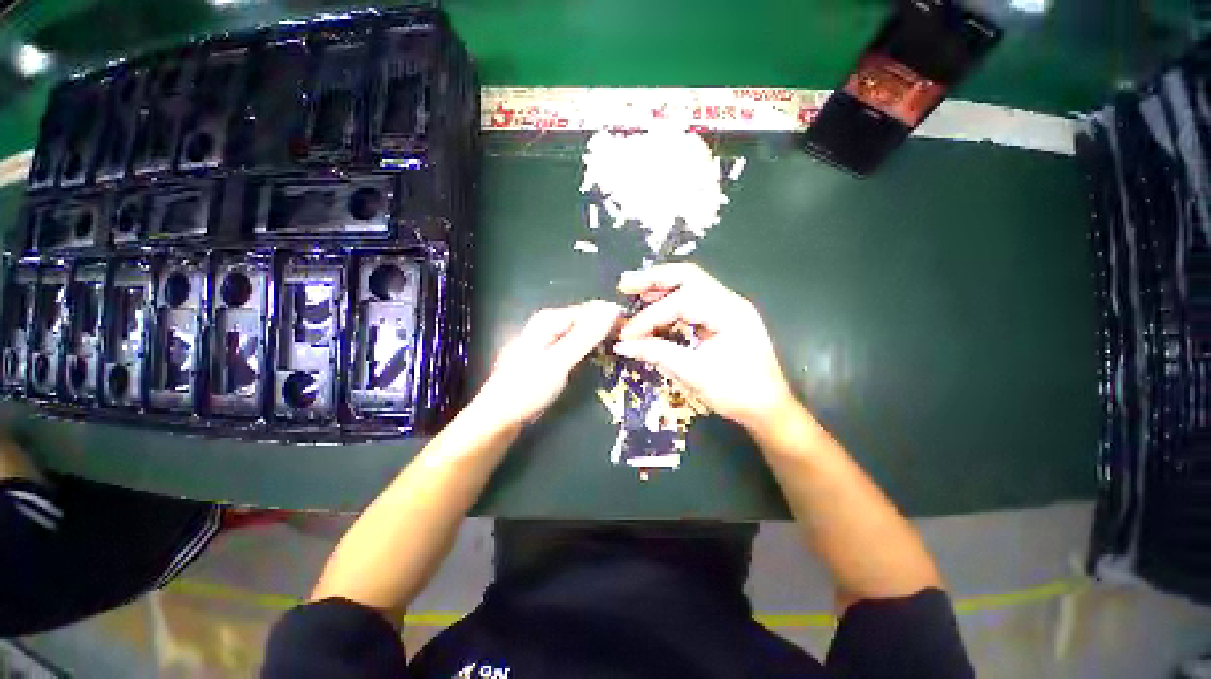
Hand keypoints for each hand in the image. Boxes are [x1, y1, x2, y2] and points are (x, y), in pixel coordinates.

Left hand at [475, 300, 623, 426]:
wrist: (499, 416)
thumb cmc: (527, 389)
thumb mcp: (559, 362)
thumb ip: (585, 336)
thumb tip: (612, 311)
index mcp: (549, 319)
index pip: (589, 309)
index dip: (613, 316)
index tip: (636, 328)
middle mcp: (548, 323)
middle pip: (585, 319)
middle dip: (607, 326)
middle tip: (631, 340)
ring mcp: (547, 338)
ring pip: (581, 331)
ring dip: (600, 337)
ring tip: (622, 346)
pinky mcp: (549, 353)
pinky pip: (575, 343)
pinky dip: (589, 347)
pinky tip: (600, 354)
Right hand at [614, 263, 794, 430]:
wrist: (769, 408)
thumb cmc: (738, 393)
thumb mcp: (695, 375)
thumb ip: (658, 354)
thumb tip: (623, 345)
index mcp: (729, 313)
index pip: (681, 303)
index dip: (649, 317)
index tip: (626, 335)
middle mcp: (729, 302)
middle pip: (688, 276)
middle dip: (654, 279)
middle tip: (625, 284)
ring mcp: (727, 307)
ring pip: (690, 284)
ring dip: (660, 286)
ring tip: (633, 291)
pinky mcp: (721, 318)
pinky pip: (692, 300)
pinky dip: (670, 300)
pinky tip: (653, 305)